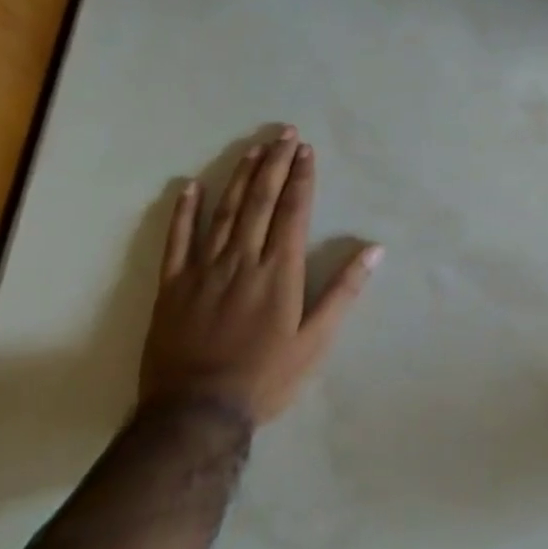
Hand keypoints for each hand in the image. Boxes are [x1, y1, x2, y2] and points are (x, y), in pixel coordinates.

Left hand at [139, 126, 381, 428]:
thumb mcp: (316, 341)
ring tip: (252, 148)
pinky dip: (183, 212)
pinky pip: (177, 241)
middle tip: (283, 133)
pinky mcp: (172, 287)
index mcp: (279, 270)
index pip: (292, 211)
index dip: (300, 178)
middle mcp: (242, 259)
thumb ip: (343, 292)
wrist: (195, 415)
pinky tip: (189, 187)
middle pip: (260, 201)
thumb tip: (375, 250)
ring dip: (240, 177)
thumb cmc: (266, 377)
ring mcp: (203, 270)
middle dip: (274, 164)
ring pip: (224, 212)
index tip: (305, 150)